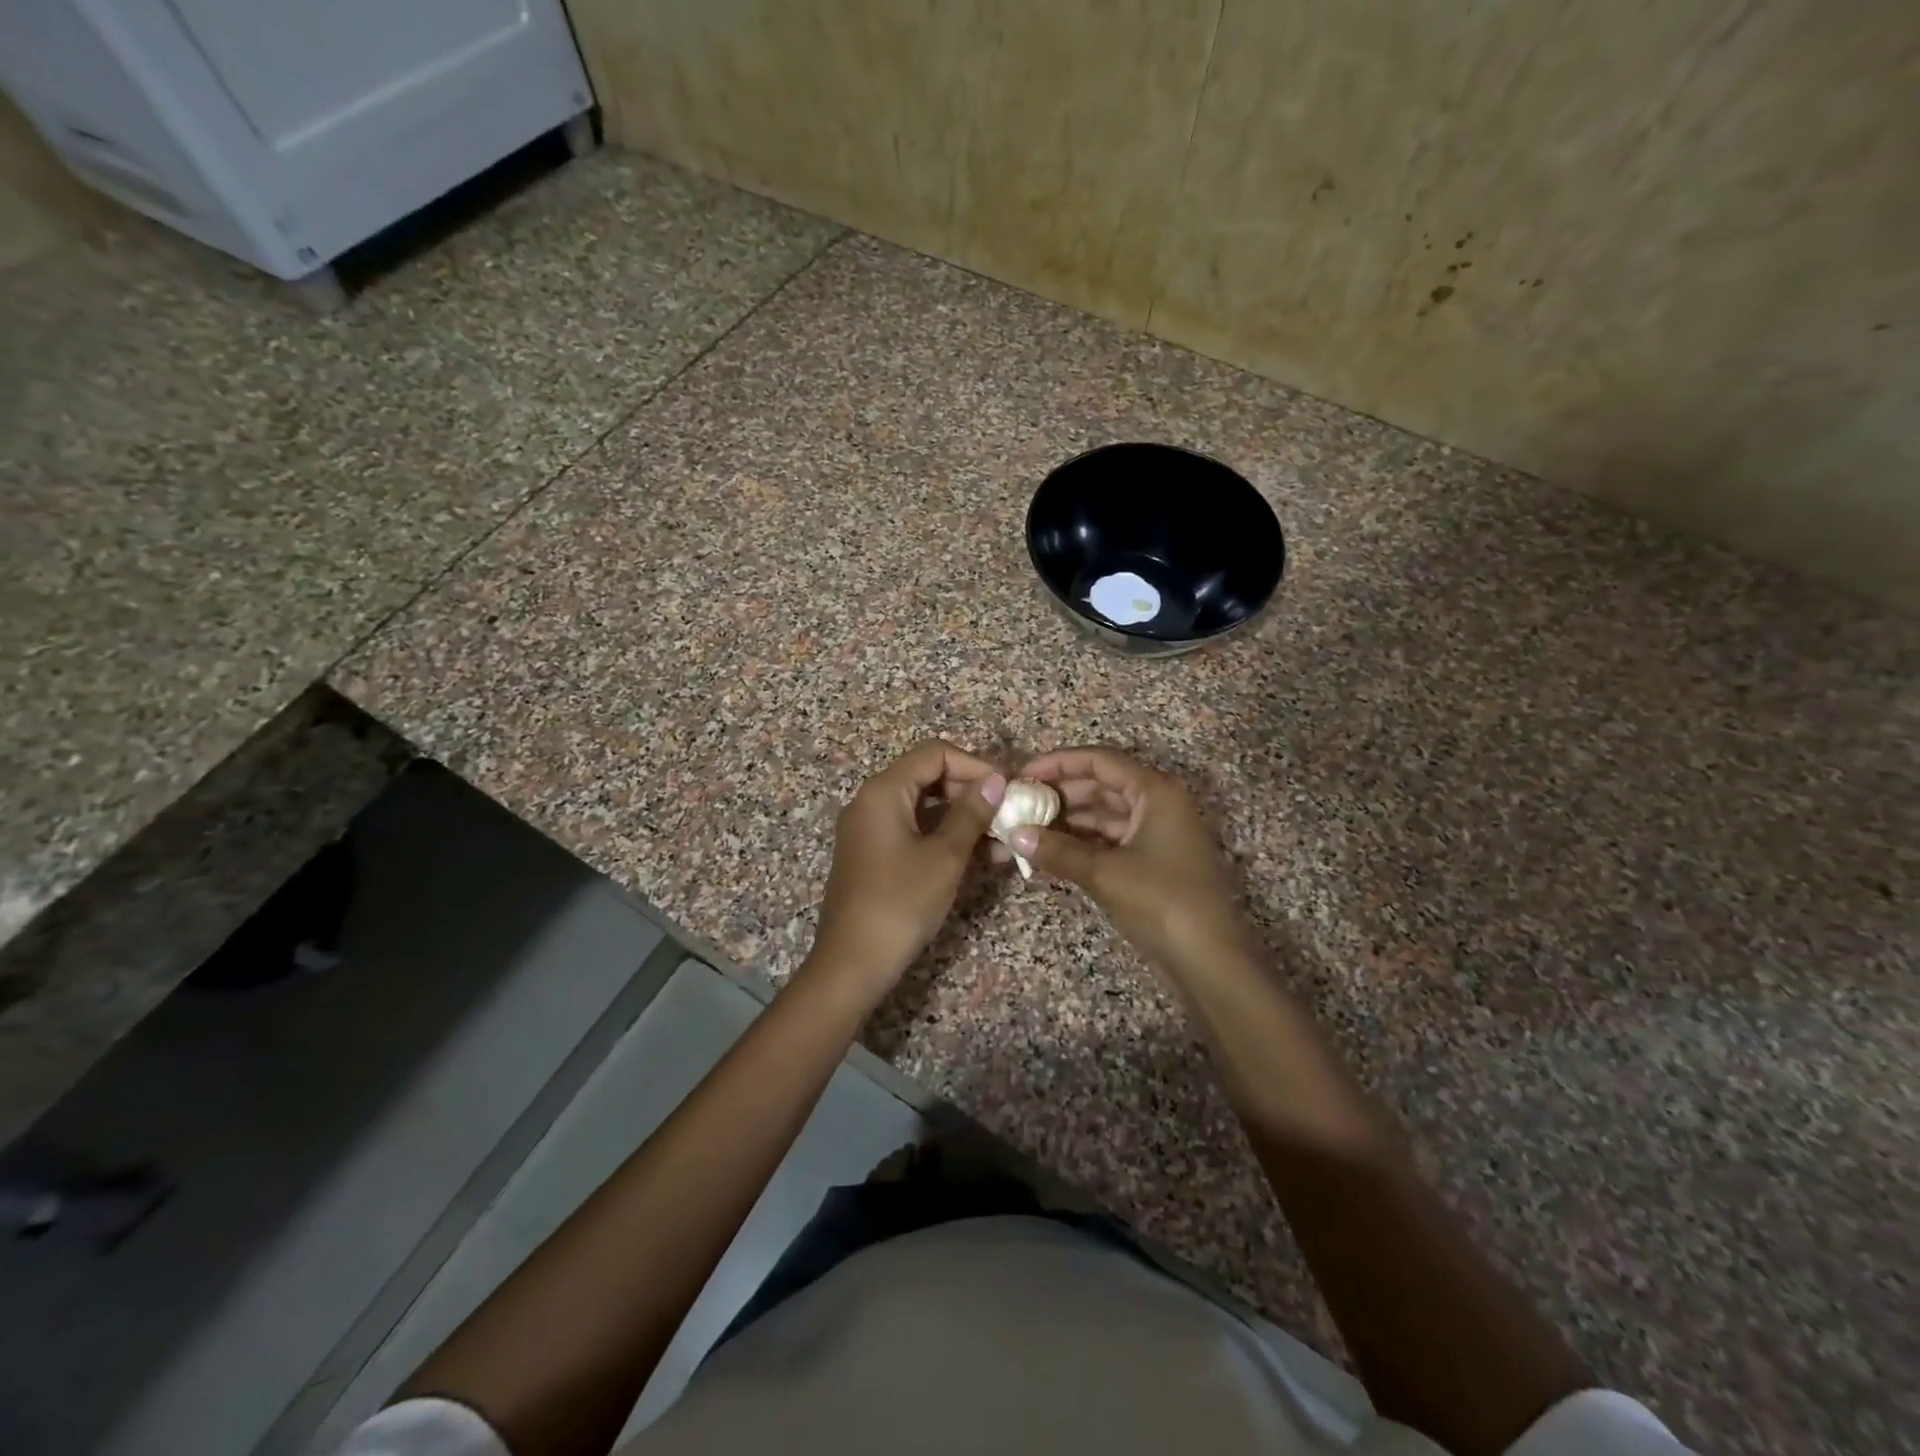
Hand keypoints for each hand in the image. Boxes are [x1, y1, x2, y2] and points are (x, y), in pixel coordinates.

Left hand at [809, 740, 1005, 998]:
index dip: (975, 764)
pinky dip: (946, 837)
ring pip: (925, 807)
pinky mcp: (875, 855)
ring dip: (964, 818)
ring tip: (1005, 837)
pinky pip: (915, 831)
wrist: (852, 963)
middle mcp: (872, 801)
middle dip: (972, 791)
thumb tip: (996, 779)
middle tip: (1010, 812)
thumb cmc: (901, 903)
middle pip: (929, 776)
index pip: (935, 754)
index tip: (1007, 787)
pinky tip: (982, 856)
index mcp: (883, 791)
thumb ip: (972, 813)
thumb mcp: (945, 856)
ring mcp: (871, 829)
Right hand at [1014, 746, 1254, 985]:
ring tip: (1024, 830)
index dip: (1058, 763)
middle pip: (1100, 786)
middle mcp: (1157, 804)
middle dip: (1057, 795)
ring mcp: (1155, 834)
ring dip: (1065, 822)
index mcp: (1154, 791)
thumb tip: (1014, 835)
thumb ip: (1057, 850)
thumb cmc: (1162, 902)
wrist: (1210, 962)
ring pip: (1102, 815)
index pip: (1099, 761)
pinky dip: (1080, 844)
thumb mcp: (1105, 873)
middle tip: (1017, 806)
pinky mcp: (1150, 862)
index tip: (1021, 775)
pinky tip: (1048, 853)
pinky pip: (1108, 841)